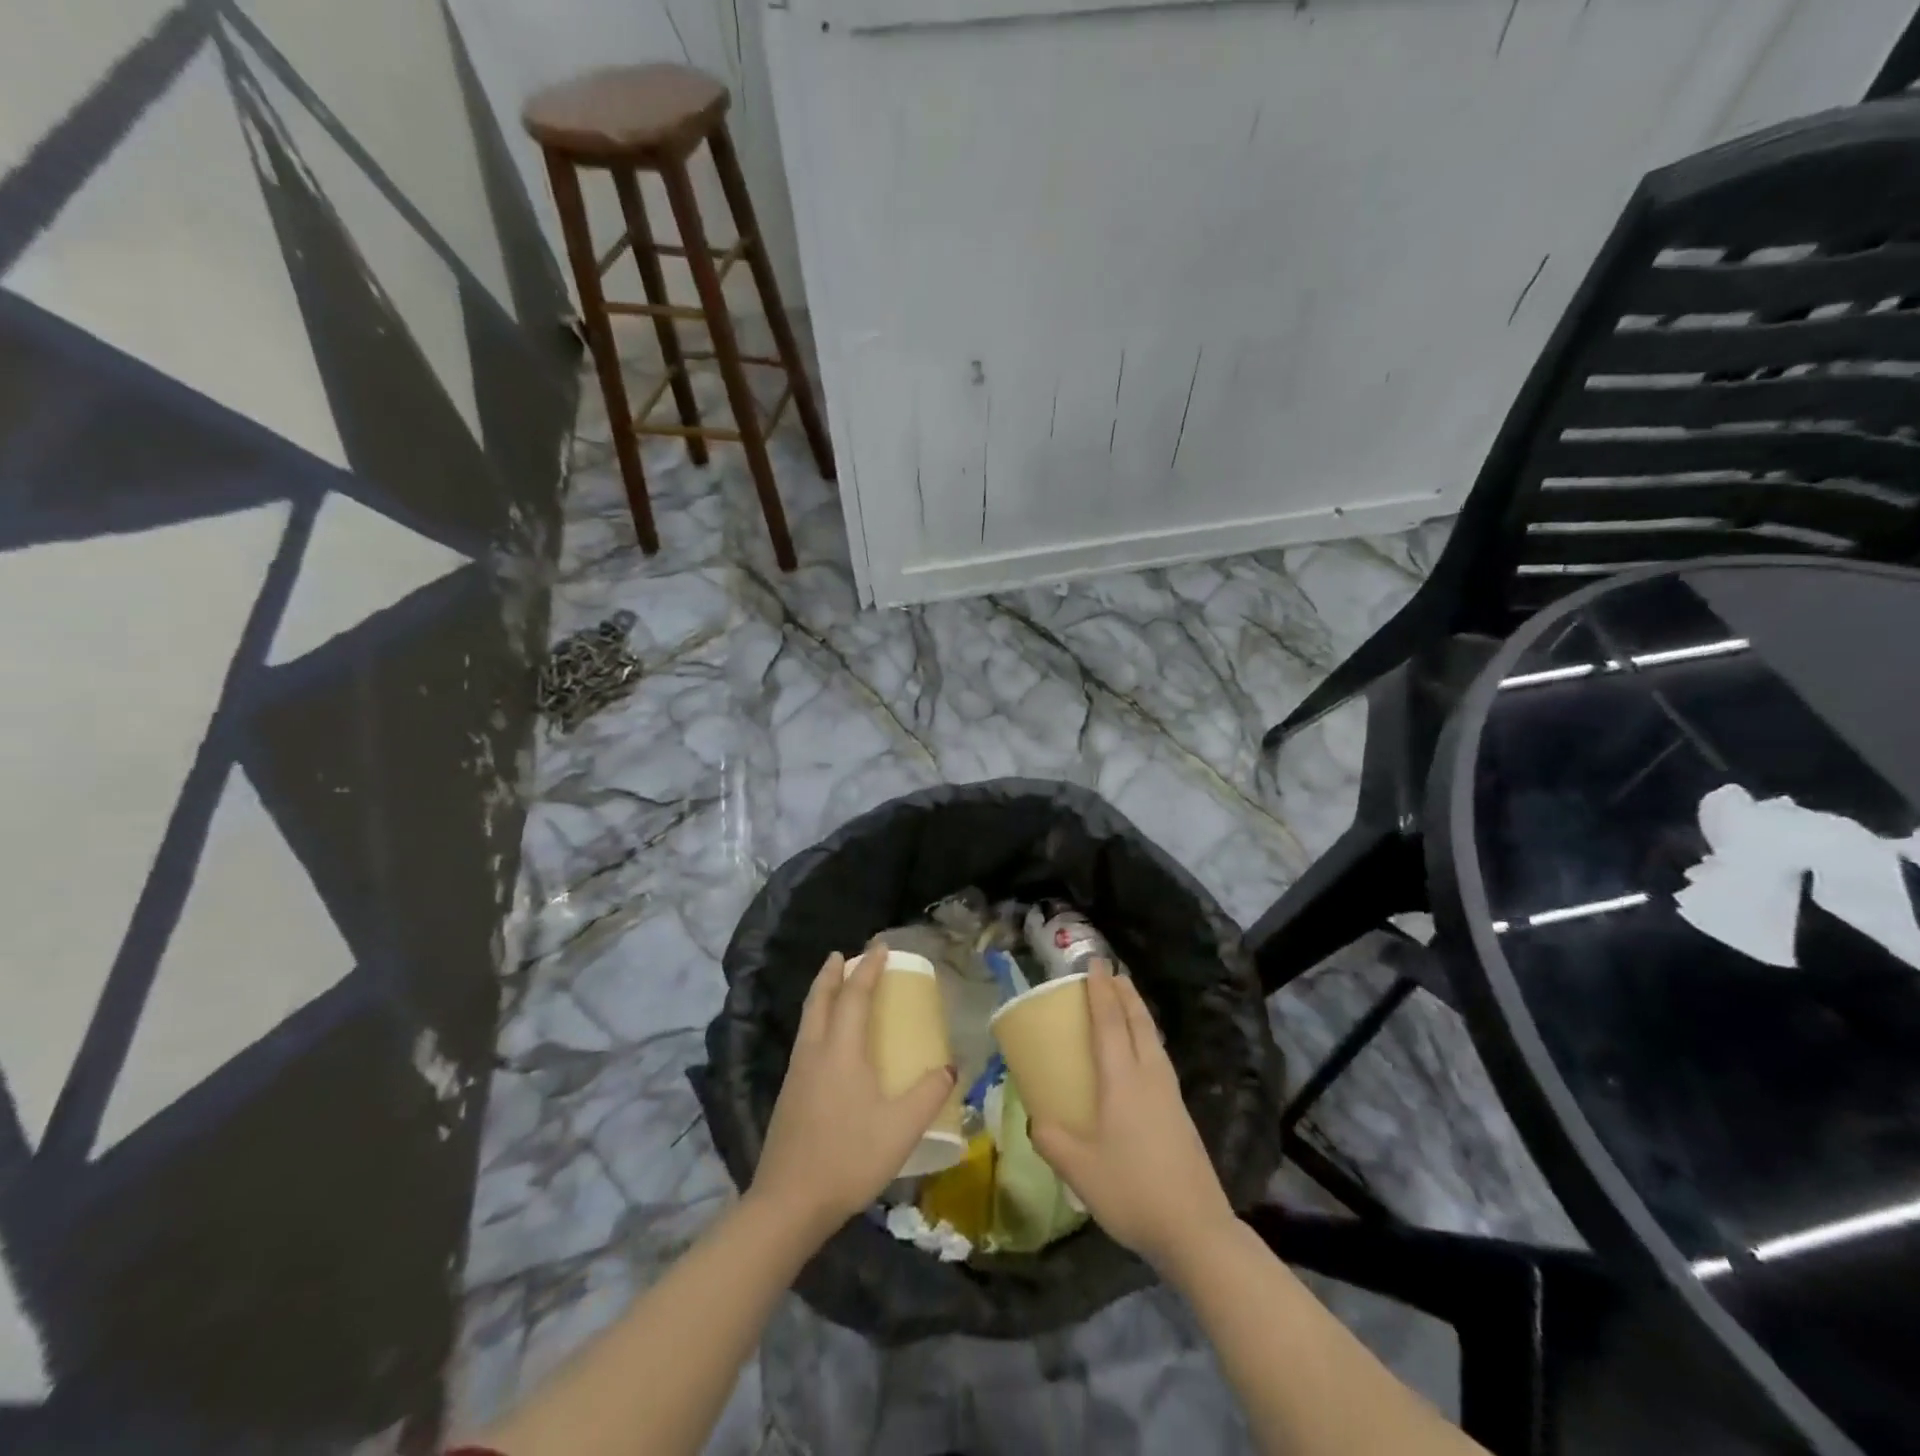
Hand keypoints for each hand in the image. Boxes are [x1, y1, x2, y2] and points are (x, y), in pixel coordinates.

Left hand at [750, 942, 956, 1244]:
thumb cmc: (848, 1158)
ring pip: (808, 1019)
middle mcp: (815, 1052)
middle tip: (843, 955)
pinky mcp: (788, 1095)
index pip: (855, 995)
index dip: (869, 968)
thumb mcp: (900, 1129)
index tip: (880, 947)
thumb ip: (928, 1094)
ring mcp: (797, 1073)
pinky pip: (804, 1040)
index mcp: (841, 1051)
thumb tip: (950, 1067)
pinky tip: (825, 1041)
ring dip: (821, 995)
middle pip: (820, 999)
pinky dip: (816, 1021)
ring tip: (834, 987)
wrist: (788, 1204)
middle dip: (832, 973)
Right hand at [1029, 960, 1236, 1273]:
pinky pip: (1159, 1057)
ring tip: (1127, 1001)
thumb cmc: (1132, 1191)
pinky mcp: (1181, 1112)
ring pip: (1153, 1038)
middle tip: (1111, 972)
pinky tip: (1143, 1053)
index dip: (1100, 991)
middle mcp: (1149, 1076)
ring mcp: (1170, 1094)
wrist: (1196, 1229)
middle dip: (1124, 992)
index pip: (1109, 1022)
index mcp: (1122, 1079)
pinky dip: (1146, 1037)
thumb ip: (1051, 1140)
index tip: (1094, 964)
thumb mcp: (1078, 1169)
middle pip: (1138, 1021)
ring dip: (1138, 1012)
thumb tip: (1035, 1121)